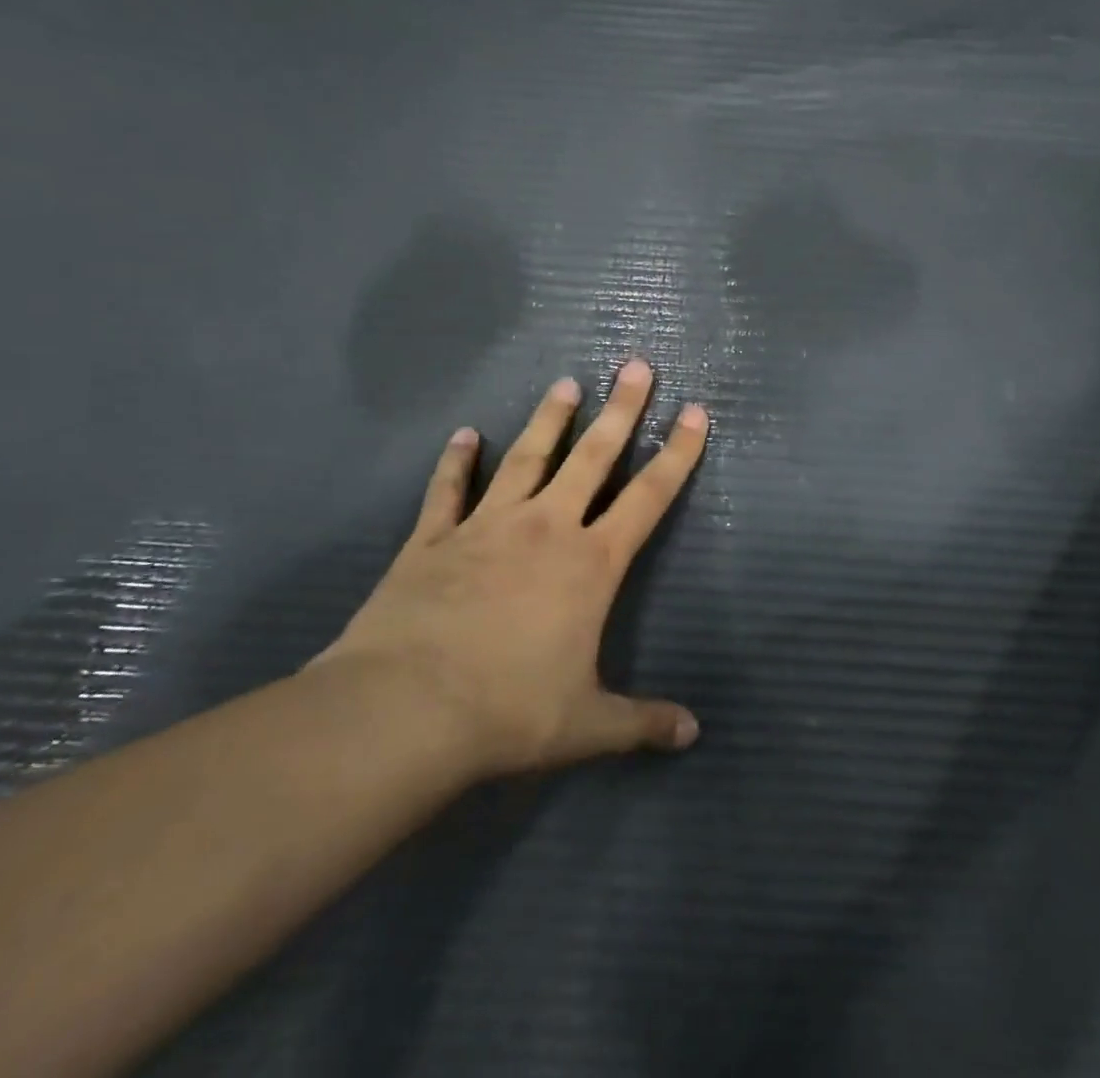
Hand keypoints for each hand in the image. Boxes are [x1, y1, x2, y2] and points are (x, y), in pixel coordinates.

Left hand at [314, 359, 709, 777]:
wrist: (406, 710)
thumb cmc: (509, 711)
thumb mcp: (587, 725)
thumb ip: (642, 722)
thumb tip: (693, 734)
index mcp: (590, 563)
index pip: (648, 496)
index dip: (677, 454)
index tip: (694, 412)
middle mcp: (545, 528)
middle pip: (593, 456)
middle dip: (620, 410)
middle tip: (636, 366)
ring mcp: (486, 526)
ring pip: (527, 459)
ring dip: (549, 420)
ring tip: (566, 384)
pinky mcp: (432, 539)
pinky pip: (448, 490)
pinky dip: (456, 461)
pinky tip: (464, 434)